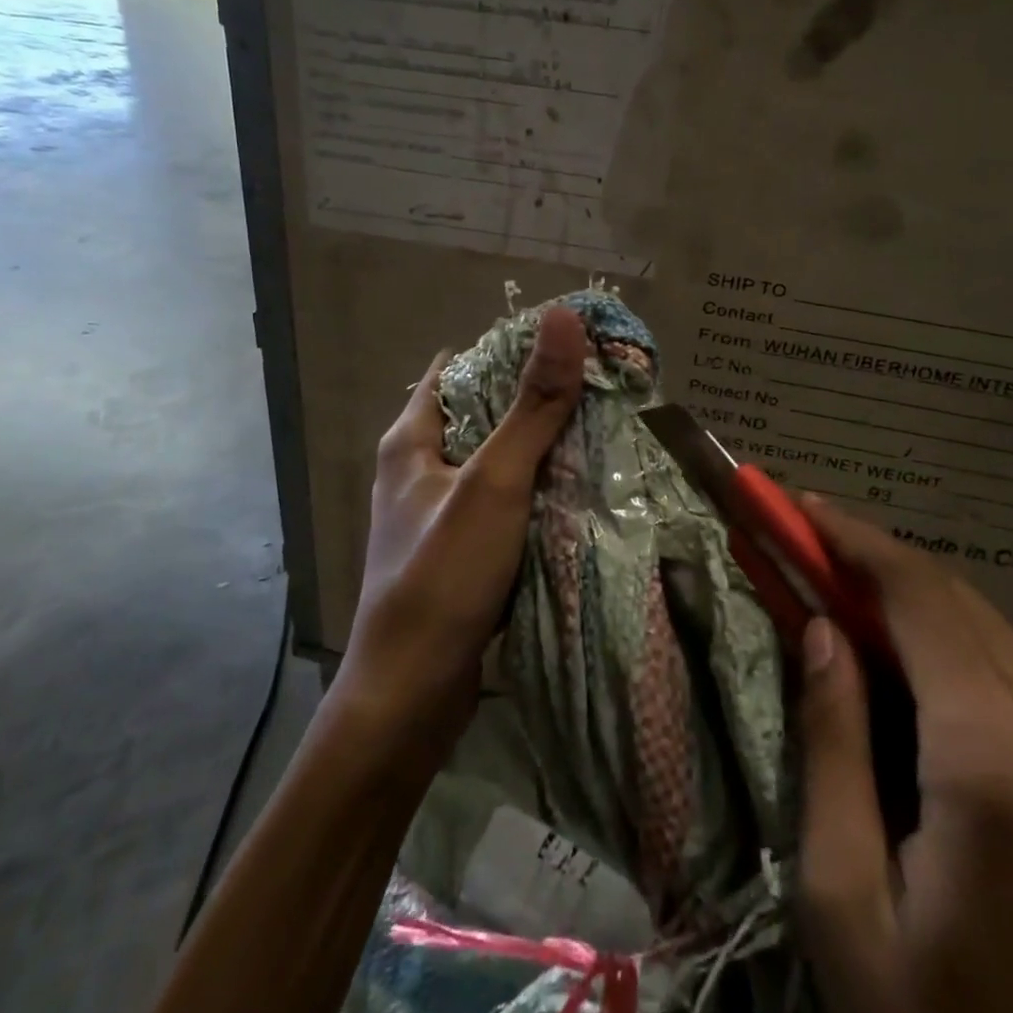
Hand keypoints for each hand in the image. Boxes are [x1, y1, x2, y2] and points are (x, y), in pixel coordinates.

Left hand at [335, 306, 586, 747]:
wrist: (411, 695)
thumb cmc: (443, 576)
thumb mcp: (494, 482)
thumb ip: (532, 406)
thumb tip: (563, 318)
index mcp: (411, 440)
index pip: (461, 369)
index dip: (511, 351)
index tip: (570, 346)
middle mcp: (419, 470)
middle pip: (483, 415)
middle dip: (535, 402)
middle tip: (600, 390)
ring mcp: (439, 514)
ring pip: (497, 463)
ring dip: (540, 451)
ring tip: (602, 432)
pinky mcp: (460, 552)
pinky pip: (504, 505)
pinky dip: (536, 494)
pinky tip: (578, 493)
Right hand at [794, 496, 1012, 1012]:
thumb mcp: (846, 903)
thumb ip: (833, 745)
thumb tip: (820, 629)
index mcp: (1003, 765)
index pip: (921, 598)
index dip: (855, 539)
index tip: (800, 506)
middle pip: (968, 609)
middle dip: (883, 570)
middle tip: (813, 558)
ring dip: (930, 620)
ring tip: (861, 628)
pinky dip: (983, 671)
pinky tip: (940, 700)